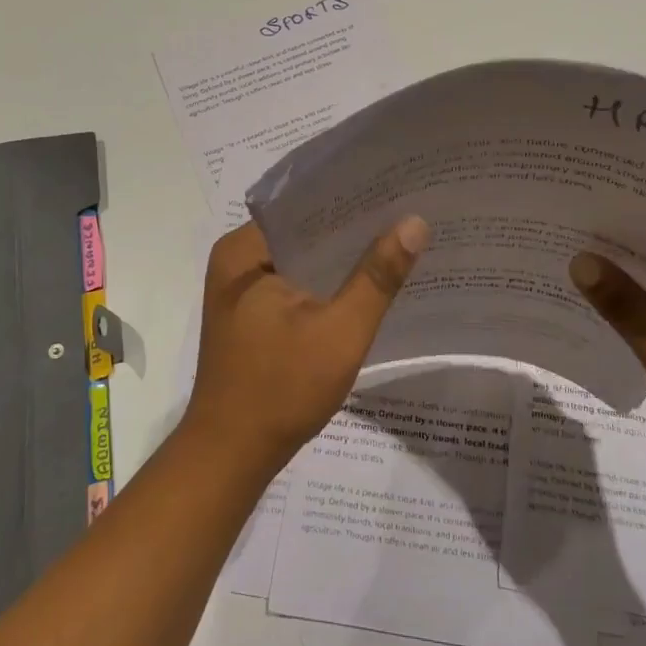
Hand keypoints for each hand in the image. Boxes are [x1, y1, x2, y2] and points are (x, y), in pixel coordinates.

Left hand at [185, 217, 429, 471]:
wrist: (231, 456)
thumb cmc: (281, 390)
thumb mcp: (340, 332)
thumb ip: (377, 277)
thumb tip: (414, 222)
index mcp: (244, 251)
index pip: (304, 205)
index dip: (352, 198)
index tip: (398, 190)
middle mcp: (236, 261)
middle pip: (304, 231)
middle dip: (352, 229)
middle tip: (407, 213)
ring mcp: (240, 289)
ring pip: (302, 259)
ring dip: (341, 258)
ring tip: (396, 240)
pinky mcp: (250, 314)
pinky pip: (295, 283)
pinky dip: (327, 283)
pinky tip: (366, 284)